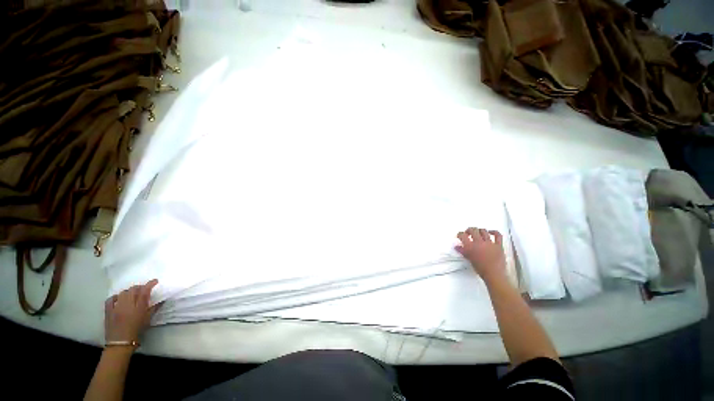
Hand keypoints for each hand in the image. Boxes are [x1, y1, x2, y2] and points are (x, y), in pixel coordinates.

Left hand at [104, 279, 159, 344]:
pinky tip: (118, 298)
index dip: (150, 284)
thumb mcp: (147, 320)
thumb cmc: (137, 331)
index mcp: (139, 307)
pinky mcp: (108, 310)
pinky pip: (111, 299)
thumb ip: (154, 308)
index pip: (145, 291)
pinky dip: (116, 296)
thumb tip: (162, 300)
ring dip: (129, 291)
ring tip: (132, 294)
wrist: (120, 343)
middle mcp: (127, 305)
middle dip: (139, 287)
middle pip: (133, 290)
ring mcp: (116, 307)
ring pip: (123, 293)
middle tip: (143, 289)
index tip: (155, 281)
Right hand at [455, 227, 505, 282]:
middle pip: (473, 230)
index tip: (460, 236)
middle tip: (468, 233)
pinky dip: (494, 232)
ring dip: (479, 230)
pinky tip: (491, 232)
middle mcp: (479, 242)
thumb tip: (457, 247)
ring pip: (483, 231)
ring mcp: (489, 243)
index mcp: (470, 246)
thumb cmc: (480, 269)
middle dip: (469, 230)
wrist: (494, 275)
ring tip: (478, 233)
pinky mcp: (498, 245)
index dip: (460, 234)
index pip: (462, 235)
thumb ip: (462, 251)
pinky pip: (498, 235)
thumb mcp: (469, 259)